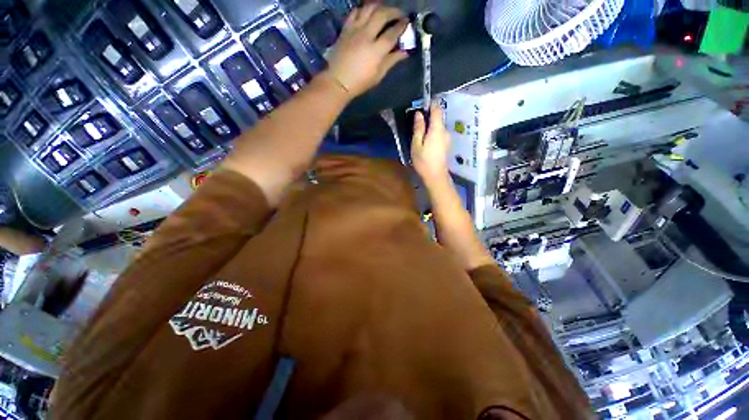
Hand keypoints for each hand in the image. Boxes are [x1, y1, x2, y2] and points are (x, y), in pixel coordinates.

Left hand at [326, 4, 408, 97]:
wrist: (338, 81)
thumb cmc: (360, 82)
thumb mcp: (378, 75)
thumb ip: (391, 61)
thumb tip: (405, 52)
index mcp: (376, 50)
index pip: (392, 33)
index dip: (402, 26)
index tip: (407, 22)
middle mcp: (366, 35)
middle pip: (382, 15)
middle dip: (394, 11)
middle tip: (399, 14)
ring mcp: (355, 29)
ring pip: (369, 8)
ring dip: (380, 6)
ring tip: (385, 10)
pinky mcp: (346, 28)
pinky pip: (355, 12)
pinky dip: (363, 9)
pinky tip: (368, 12)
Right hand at [411, 103, 450, 182]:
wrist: (435, 176)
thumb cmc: (424, 161)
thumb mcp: (417, 144)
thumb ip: (418, 128)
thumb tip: (419, 114)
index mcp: (437, 129)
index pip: (437, 109)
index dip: (430, 104)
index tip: (422, 105)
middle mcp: (445, 131)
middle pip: (438, 118)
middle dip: (428, 117)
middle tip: (417, 123)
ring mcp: (447, 138)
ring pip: (439, 126)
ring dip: (430, 126)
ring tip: (420, 133)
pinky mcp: (447, 144)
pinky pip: (440, 133)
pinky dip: (433, 133)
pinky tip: (426, 141)